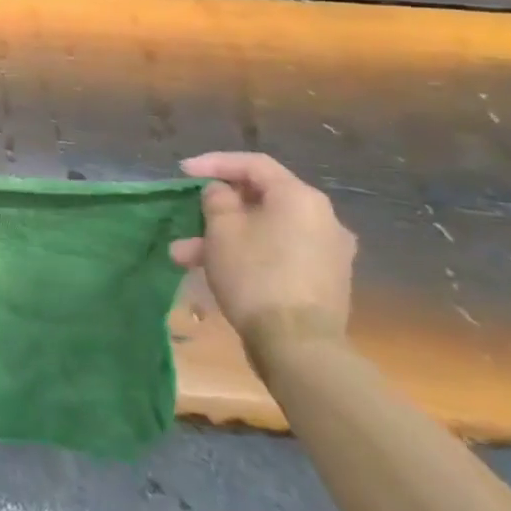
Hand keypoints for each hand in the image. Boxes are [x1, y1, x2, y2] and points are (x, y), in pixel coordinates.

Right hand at [169, 152, 356, 350]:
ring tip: (184, 257)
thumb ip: (217, 200)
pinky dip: (248, 254)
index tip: (182, 171)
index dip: (214, 163)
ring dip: (225, 238)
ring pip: (265, 231)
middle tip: (186, 216)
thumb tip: (222, 192)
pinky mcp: (324, 281)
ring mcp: (328, 252)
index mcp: (300, 198)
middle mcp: (323, 219)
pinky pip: (279, 253)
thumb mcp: (222, 230)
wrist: (300, 347)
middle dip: (216, 210)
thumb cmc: (256, 276)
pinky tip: (216, 272)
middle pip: (261, 199)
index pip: (254, 165)